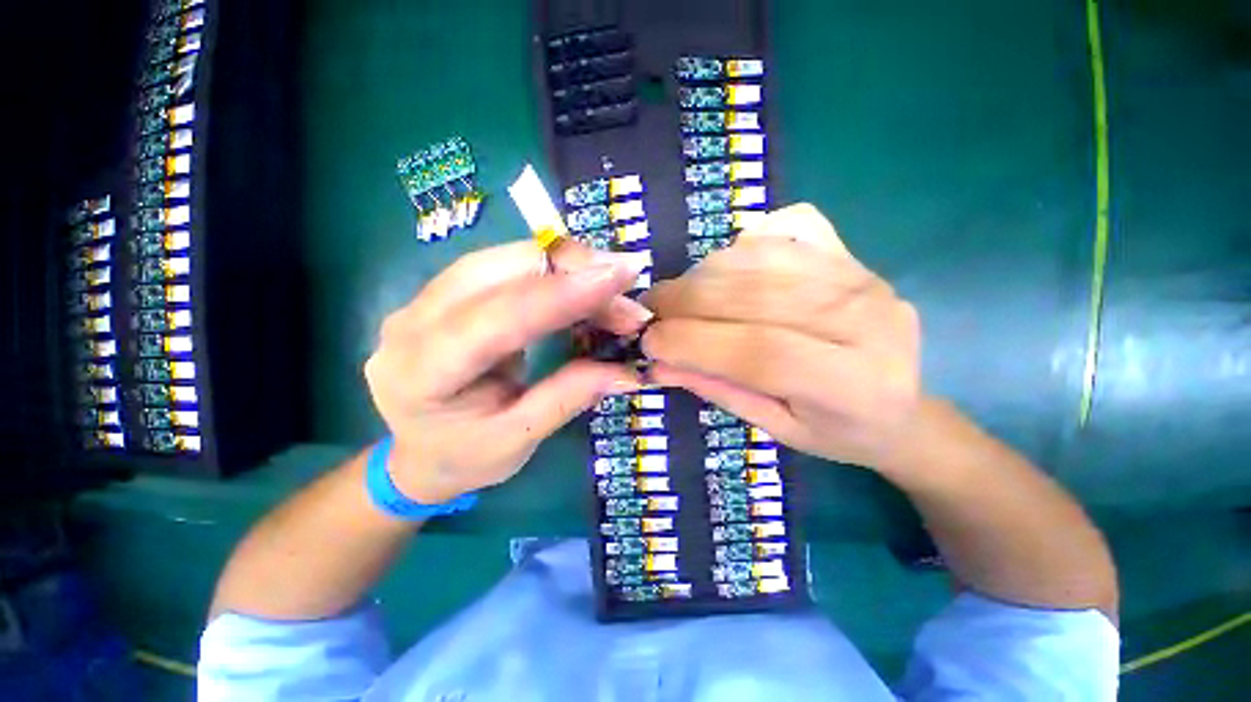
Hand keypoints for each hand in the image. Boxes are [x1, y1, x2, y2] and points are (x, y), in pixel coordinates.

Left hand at [364, 240, 649, 503]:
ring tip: (612, 287)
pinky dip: (553, 271)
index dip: (563, 292)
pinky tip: (582, 285)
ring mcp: (426, 298)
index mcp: (423, 370)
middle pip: (500, 268)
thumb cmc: (460, 458)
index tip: (620, 277)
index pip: (499, 316)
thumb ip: (569, 396)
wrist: (413, 456)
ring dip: (567, 266)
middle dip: (573, 269)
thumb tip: (628, 372)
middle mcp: (414, 319)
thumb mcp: (517, 440)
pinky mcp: (446, 292)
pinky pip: (506, 266)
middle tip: (626, 286)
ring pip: (505, 257)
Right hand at [642, 203, 921, 470]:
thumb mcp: (774, 428)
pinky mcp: (852, 253)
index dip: (695, 342)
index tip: (651, 342)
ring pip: (764, 256)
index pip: (761, 351)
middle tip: (653, 312)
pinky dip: (745, 241)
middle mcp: (867, 320)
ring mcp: (862, 276)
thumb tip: (658, 362)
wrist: (903, 406)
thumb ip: (718, 389)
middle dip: (688, 300)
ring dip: (705, 273)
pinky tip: (730, 268)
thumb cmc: (836, 430)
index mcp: (853, 384)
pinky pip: (788, 226)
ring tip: (681, 296)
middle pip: (758, 294)